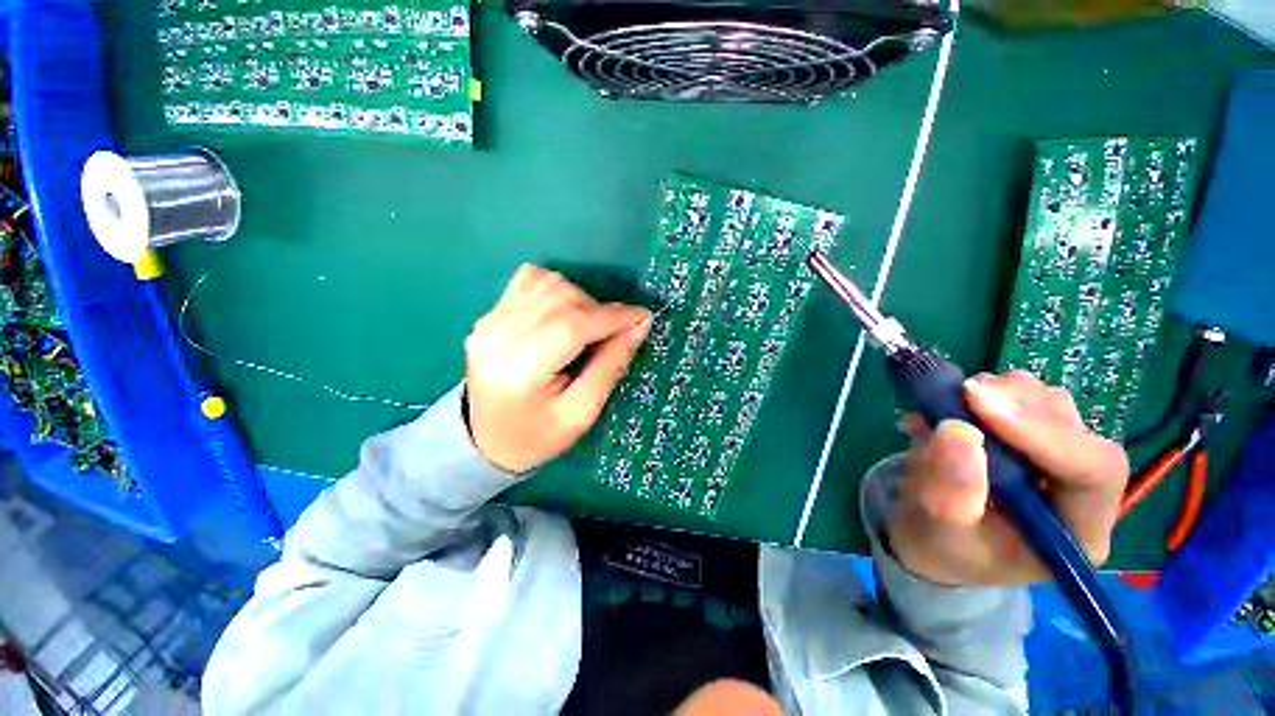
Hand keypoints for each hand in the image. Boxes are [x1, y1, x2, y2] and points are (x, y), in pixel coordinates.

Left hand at [464, 265, 651, 473]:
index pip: (572, 325)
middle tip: (613, 333)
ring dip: (579, 299)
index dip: (612, 317)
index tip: (642, 316)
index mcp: (519, 371)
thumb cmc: (538, 436)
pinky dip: (556, 289)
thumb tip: (639, 325)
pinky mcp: (489, 314)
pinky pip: (530, 279)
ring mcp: (489, 321)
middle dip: (598, 310)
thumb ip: (610, 365)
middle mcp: (497, 336)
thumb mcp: (582, 413)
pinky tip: (563, 312)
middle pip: (561, 298)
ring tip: (587, 327)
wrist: (486, 440)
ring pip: (548, 283)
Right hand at [888, 370, 1129, 585]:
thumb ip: (951, 491)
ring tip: (952, 402)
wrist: (932, 537)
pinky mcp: (1033, 436)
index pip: (1093, 472)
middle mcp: (1080, 491)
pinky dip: (989, 391)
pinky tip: (954, 405)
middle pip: (1075, 430)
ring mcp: (1059, 458)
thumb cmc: (941, 546)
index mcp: (1076, 531)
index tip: (979, 401)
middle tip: (961, 393)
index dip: (1043, 432)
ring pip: (1052, 405)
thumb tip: (958, 431)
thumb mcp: (937, 530)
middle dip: (1019, 404)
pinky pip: (1025, 397)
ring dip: (1003, 393)